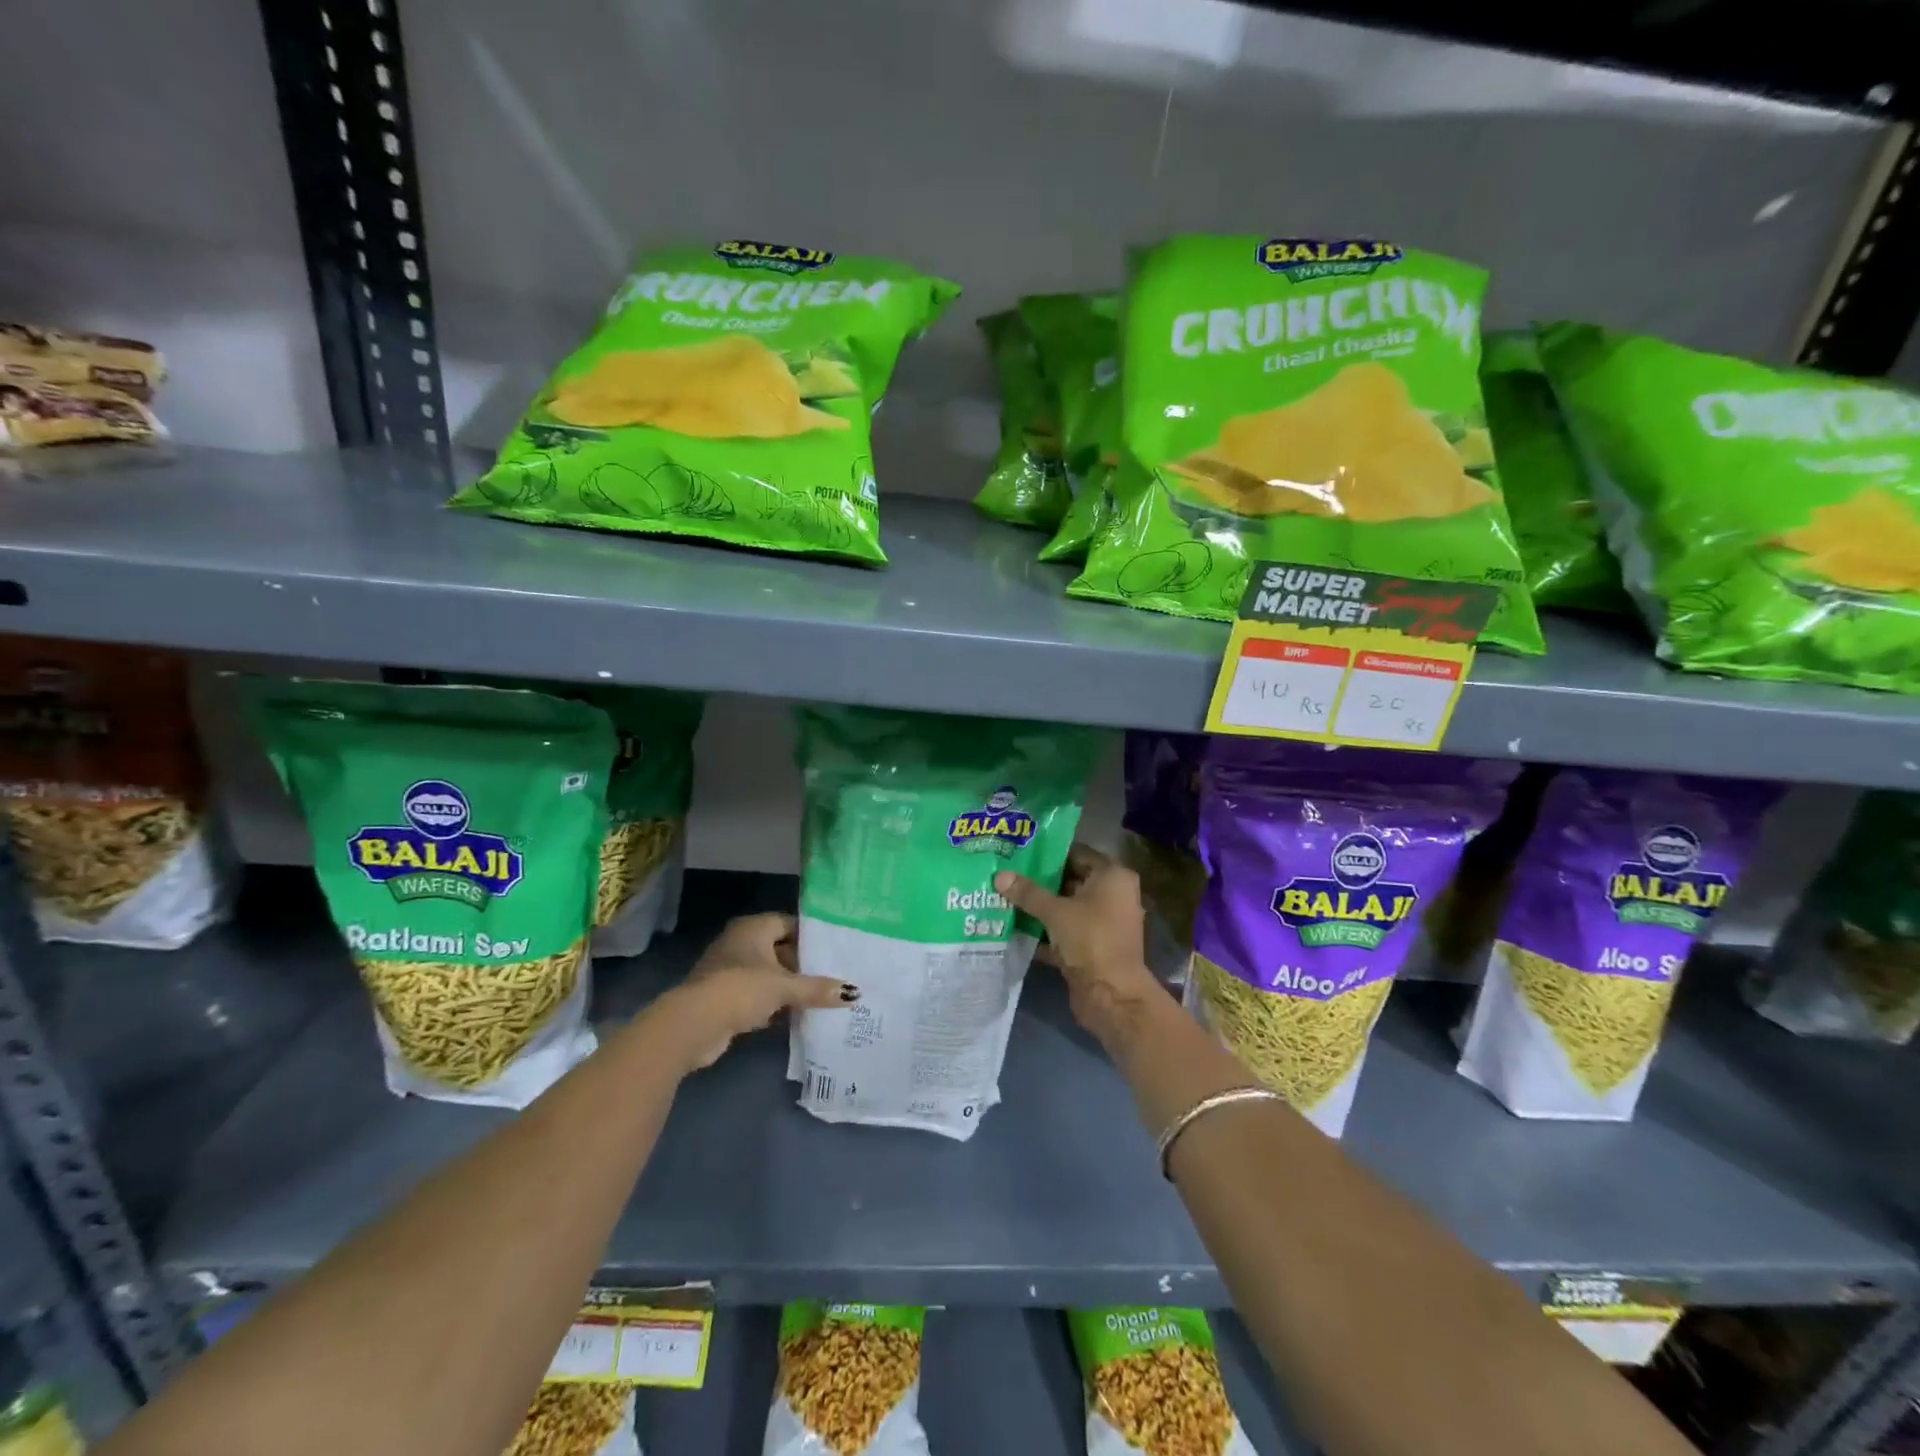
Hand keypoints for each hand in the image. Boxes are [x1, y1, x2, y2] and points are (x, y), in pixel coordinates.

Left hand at [658, 913, 855, 1073]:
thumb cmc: (741, 989)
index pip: (789, 923)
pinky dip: (773, 1005)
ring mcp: (729, 971)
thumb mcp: (784, 987)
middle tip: (834, 975)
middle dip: (803, 965)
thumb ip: (817, 989)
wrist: (693, 1025)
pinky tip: (795, 1016)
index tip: (835, 950)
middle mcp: (740, 943)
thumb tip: (854, 993)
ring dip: (789, 987)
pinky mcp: (724, 998)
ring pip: (768, 975)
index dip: (811, 936)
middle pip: (780, 949)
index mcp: (753, 928)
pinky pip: (757, 996)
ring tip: (821, 996)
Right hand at [995, 843, 1164, 1043]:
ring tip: (1005, 896)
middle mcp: (1112, 896)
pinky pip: (1064, 931)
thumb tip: (999, 876)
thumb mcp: (1056, 912)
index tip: (1020, 851)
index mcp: (1113, 877)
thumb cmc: (1091, 940)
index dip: (1049, 853)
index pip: (1077, 854)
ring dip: (1040, 907)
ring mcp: (1103, 923)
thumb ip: (1028, 893)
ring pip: (1066, 907)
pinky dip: (1044, 930)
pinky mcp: (1092, 947)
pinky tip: (1014, 927)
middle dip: (1040, 880)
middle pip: (1071, 880)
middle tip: (1007, 873)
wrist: (1112, 996)